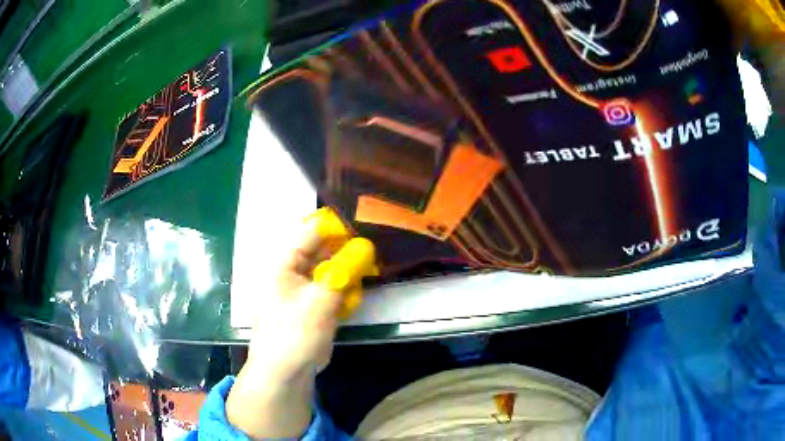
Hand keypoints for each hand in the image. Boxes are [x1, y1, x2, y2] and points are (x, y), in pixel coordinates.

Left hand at [226, 213, 346, 438]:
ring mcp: (303, 289)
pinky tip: (351, 303)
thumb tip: (367, 245)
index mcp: (286, 262)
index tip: (368, 233)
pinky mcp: (313, 305)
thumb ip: (345, 270)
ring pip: (331, 269)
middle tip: (372, 260)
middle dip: (348, 253)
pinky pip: (332, 289)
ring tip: (361, 284)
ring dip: (348, 274)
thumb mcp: (321, 300)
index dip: (340, 228)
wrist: (284, 373)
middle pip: (324, 249)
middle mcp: (293, 270)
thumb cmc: (294, 333)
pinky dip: (343, 292)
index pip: (314, 230)